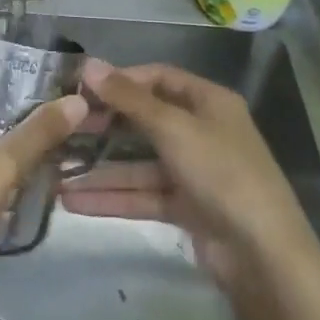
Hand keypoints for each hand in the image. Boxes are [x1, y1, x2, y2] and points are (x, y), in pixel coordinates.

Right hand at [62, 60, 319, 300]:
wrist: (262, 254)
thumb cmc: (222, 174)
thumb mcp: (174, 129)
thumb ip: (129, 99)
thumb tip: (89, 65)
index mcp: (208, 103)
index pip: (159, 78)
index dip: (121, 81)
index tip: (81, 89)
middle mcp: (201, 132)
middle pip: (145, 120)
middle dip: (104, 126)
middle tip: (63, 130)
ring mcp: (193, 172)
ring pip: (138, 163)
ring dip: (101, 169)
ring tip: (56, 172)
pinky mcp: (185, 207)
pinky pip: (142, 195)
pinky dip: (112, 197)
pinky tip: (73, 201)